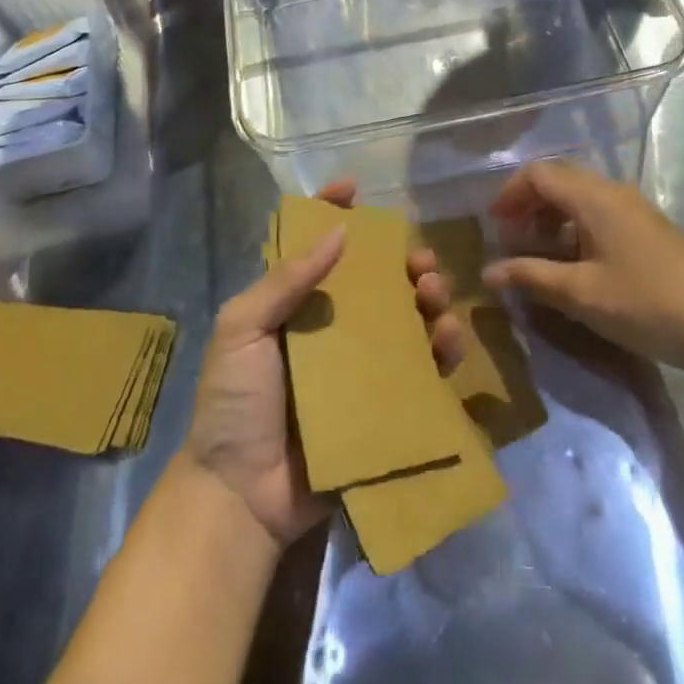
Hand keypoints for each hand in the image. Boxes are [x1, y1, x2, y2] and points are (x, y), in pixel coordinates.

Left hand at [182, 181, 465, 547]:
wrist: (241, 495)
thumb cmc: (234, 402)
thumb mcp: (242, 329)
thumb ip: (284, 280)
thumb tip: (338, 231)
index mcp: (294, 304)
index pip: (316, 246)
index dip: (333, 212)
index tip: (356, 188)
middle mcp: (331, 328)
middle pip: (375, 281)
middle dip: (402, 261)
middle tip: (420, 262)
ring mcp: (360, 367)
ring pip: (405, 320)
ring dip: (428, 299)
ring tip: (435, 294)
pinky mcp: (383, 405)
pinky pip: (420, 371)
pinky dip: (441, 350)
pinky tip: (449, 338)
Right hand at [481, 161, 683, 372]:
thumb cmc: (646, 305)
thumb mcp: (580, 294)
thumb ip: (530, 277)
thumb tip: (488, 271)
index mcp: (594, 197)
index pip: (539, 174)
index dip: (510, 194)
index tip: (493, 227)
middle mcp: (613, 192)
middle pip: (559, 180)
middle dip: (529, 204)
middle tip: (512, 240)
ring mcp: (635, 209)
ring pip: (580, 198)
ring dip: (552, 218)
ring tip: (539, 255)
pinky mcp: (649, 229)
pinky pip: (600, 214)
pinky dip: (575, 228)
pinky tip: (576, 264)